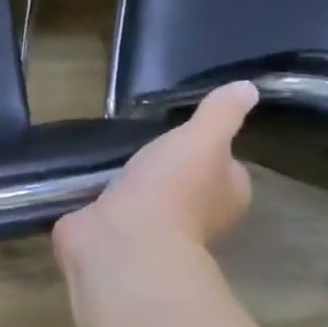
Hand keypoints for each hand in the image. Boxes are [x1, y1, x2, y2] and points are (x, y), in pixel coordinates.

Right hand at [54, 81, 258, 259]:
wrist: (122, 239)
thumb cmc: (172, 187)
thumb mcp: (202, 138)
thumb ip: (221, 113)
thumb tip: (248, 87)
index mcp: (225, 195)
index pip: (226, 169)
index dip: (211, 151)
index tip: (186, 133)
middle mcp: (193, 216)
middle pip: (184, 184)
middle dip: (164, 168)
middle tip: (140, 141)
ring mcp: (149, 228)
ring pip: (141, 197)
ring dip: (125, 182)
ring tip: (105, 154)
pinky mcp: (109, 233)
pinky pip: (104, 208)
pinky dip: (94, 197)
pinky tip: (79, 176)